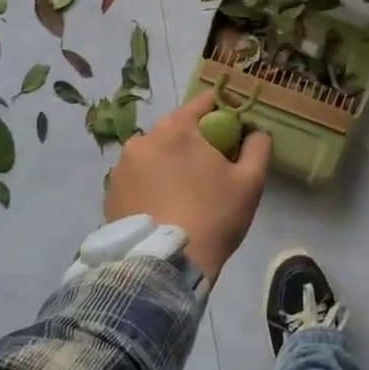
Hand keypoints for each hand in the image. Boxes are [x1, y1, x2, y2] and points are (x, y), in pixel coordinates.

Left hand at [104, 90, 271, 281]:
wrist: (164, 267)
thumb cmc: (213, 216)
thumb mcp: (250, 181)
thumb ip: (258, 146)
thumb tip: (256, 132)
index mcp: (177, 128)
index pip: (204, 103)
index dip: (225, 112)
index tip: (237, 131)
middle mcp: (144, 139)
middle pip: (178, 128)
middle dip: (196, 140)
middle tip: (214, 167)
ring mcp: (121, 167)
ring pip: (156, 153)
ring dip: (171, 162)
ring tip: (186, 192)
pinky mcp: (110, 194)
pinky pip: (139, 177)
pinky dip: (152, 184)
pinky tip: (165, 207)